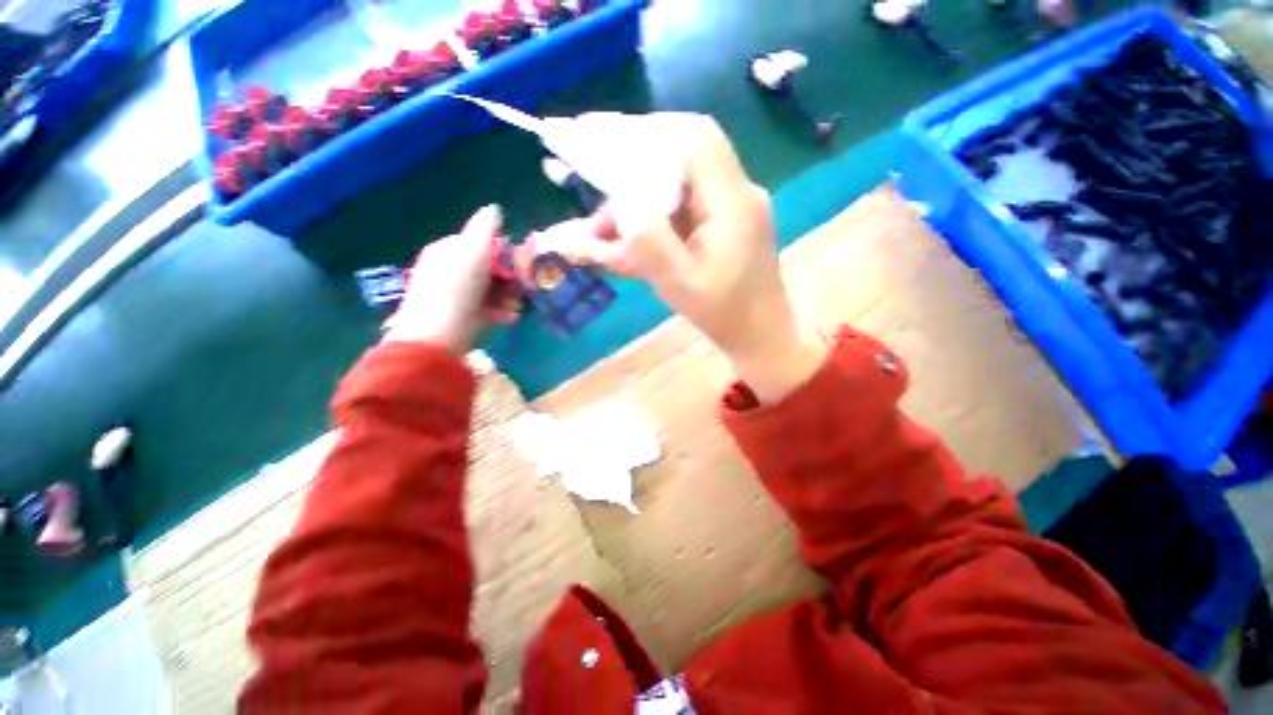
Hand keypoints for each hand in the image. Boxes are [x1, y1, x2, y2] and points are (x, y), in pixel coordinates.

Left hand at [382, 205, 520, 354]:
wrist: (438, 334)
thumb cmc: (457, 288)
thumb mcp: (473, 252)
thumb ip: (485, 230)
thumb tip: (494, 208)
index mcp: (449, 250)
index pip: (481, 243)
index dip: (502, 252)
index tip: (518, 263)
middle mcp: (452, 269)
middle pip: (488, 268)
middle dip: (508, 277)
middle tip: (521, 287)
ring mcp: (458, 294)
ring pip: (491, 289)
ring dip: (508, 295)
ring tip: (517, 306)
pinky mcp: (466, 315)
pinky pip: (488, 307)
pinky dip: (501, 310)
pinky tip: (510, 316)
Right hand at [536, 113, 827, 401]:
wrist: (759, 336)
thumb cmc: (724, 315)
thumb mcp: (679, 284)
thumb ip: (648, 243)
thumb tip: (619, 204)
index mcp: (732, 202)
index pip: (694, 139)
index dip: (646, 131)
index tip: (602, 141)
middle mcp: (735, 193)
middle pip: (684, 153)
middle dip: (634, 163)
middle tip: (596, 186)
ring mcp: (731, 207)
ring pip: (679, 182)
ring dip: (637, 198)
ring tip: (601, 231)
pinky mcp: (723, 223)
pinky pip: (683, 206)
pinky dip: (651, 216)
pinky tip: (627, 239)